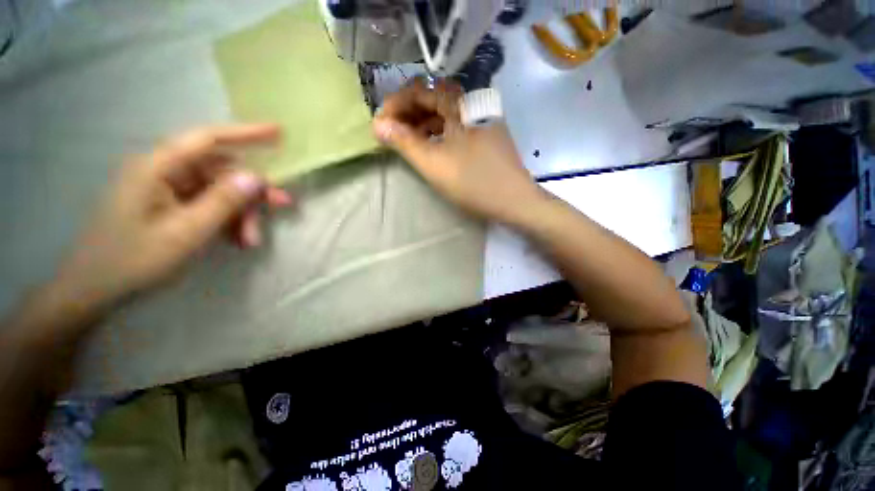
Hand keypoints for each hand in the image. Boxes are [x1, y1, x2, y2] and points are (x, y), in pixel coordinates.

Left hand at [55, 124, 292, 308]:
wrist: (95, 288)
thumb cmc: (133, 259)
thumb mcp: (185, 233)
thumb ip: (223, 202)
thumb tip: (256, 177)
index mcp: (158, 167)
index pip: (208, 139)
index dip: (246, 133)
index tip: (279, 132)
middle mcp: (164, 171)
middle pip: (221, 171)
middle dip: (251, 191)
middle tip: (282, 206)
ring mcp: (167, 189)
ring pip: (219, 191)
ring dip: (241, 213)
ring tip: (251, 240)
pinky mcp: (171, 205)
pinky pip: (209, 205)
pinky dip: (228, 221)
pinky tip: (237, 240)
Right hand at [372, 79, 544, 223]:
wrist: (515, 202)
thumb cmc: (473, 183)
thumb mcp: (434, 164)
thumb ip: (404, 142)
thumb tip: (378, 125)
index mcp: (460, 104)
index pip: (420, 90)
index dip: (396, 104)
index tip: (380, 123)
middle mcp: (473, 104)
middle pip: (433, 99)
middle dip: (408, 114)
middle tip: (390, 133)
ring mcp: (481, 120)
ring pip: (444, 114)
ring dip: (422, 124)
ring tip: (406, 140)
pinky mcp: (485, 136)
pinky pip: (455, 127)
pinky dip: (438, 133)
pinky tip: (430, 146)